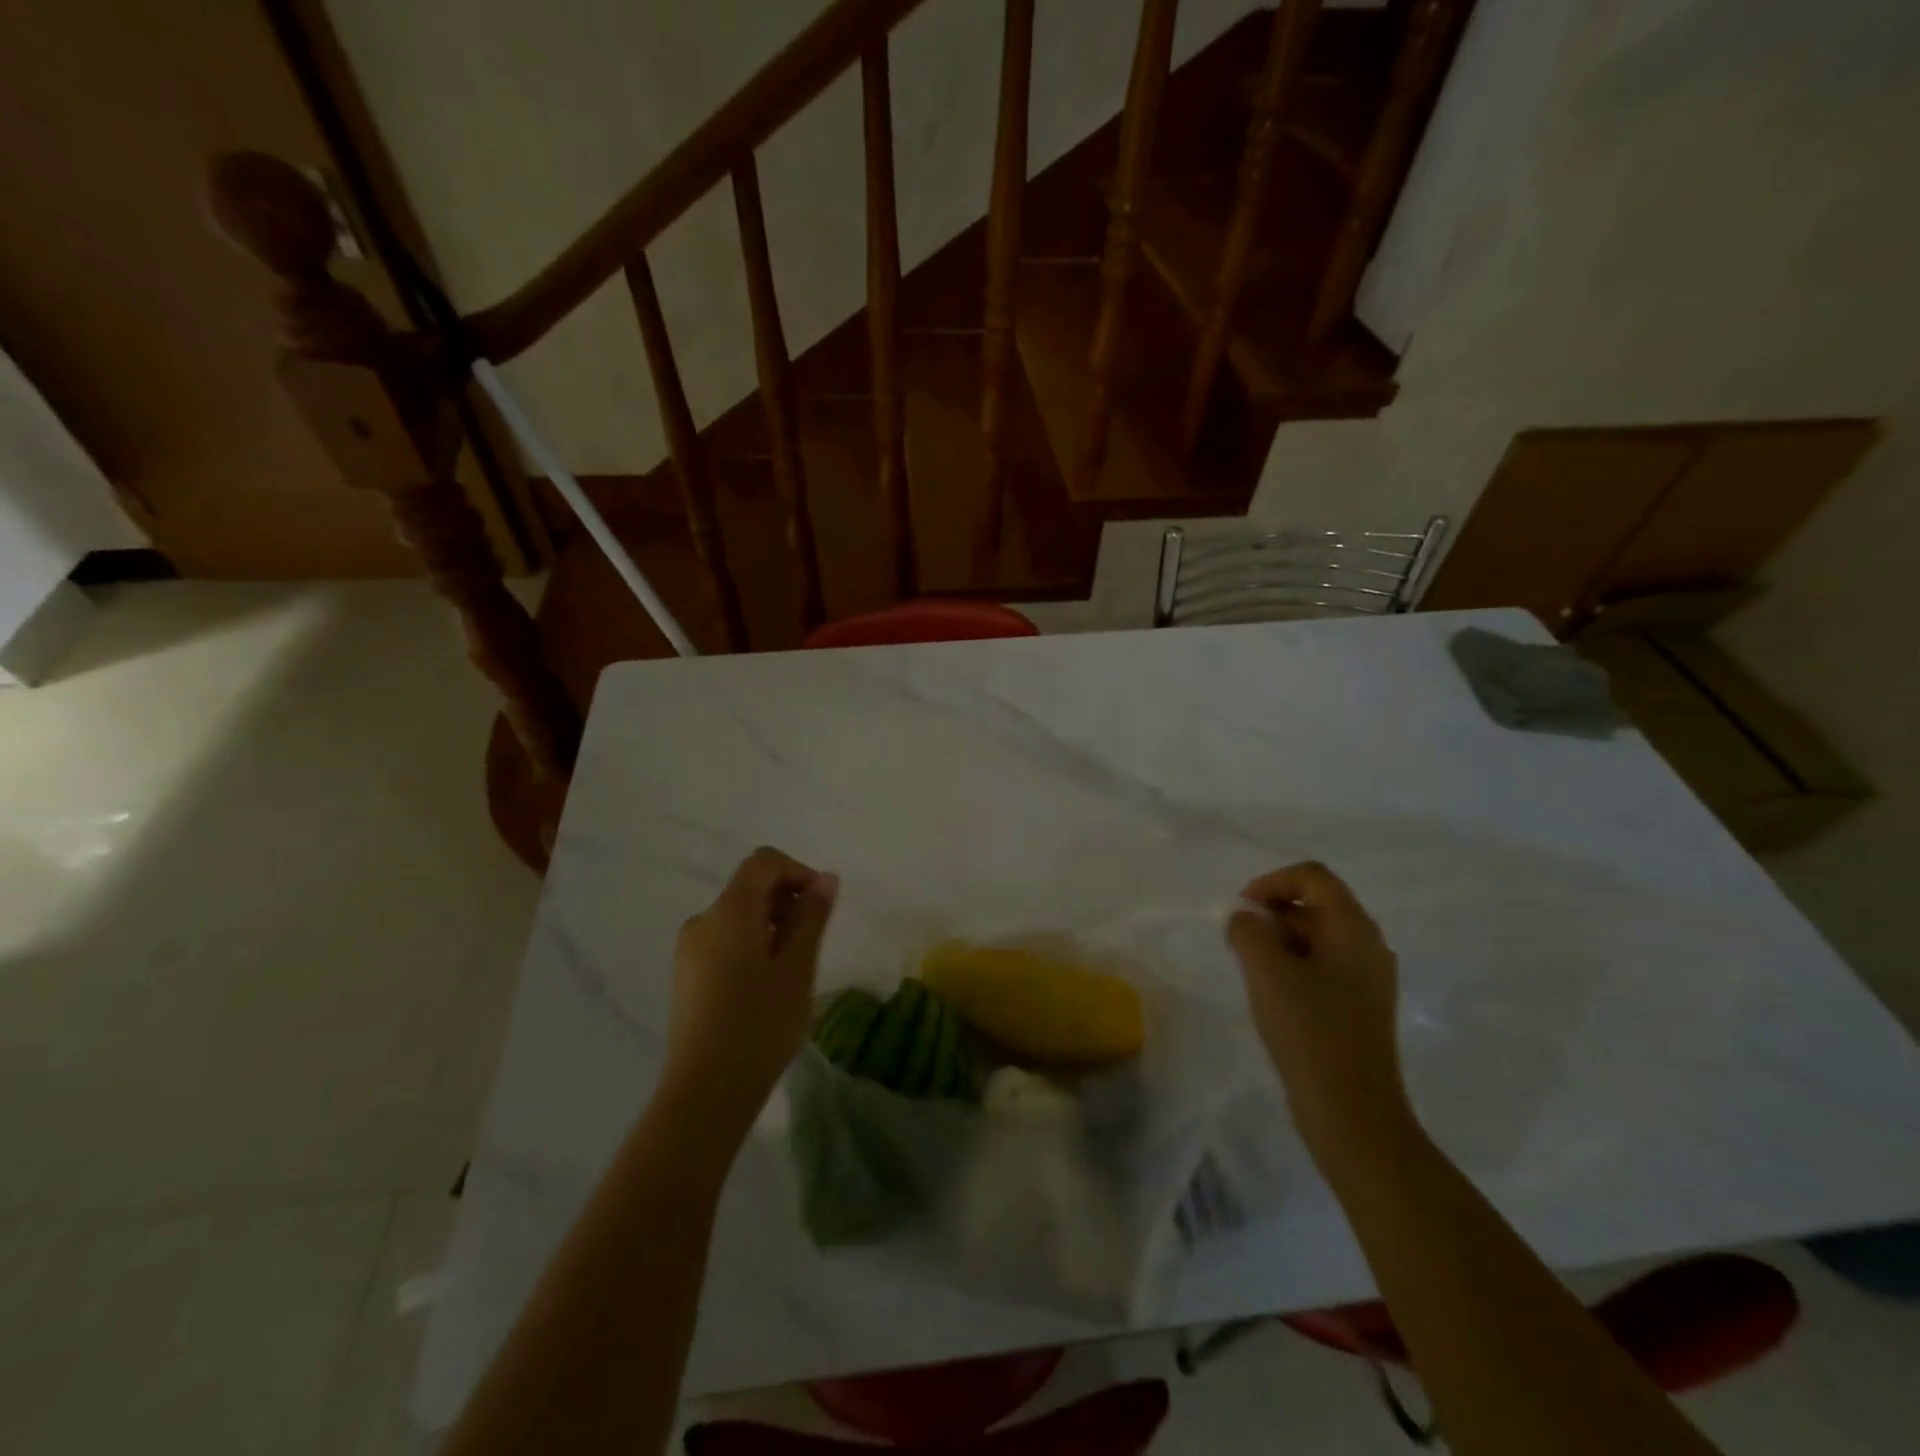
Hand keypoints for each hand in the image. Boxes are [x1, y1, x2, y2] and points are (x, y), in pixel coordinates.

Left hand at [662, 847, 838, 1136]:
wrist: (705, 1092)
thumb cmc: (760, 1024)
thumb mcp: (797, 967)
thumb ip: (812, 917)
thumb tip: (826, 878)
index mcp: (728, 910)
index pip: (764, 862)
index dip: (799, 871)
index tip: (822, 906)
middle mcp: (703, 920)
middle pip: (750, 886)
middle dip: (788, 900)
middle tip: (813, 943)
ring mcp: (689, 950)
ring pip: (738, 916)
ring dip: (772, 925)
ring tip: (793, 969)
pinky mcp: (687, 976)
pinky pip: (725, 941)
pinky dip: (752, 945)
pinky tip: (767, 986)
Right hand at [1227, 862, 1414, 1166]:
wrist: (1353, 1114)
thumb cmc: (1310, 1032)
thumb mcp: (1266, 972)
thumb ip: (1248, 931)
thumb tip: (1246, 919)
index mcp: (1354, 928)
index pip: (1311, 876)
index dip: (1270, 882)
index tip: (1241, 911)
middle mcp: (1368, 944)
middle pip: (1315, 903)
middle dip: (1272, 912)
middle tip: (1240, 942)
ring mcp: (1368, 977)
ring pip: (1316, 936)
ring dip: (1278, 940)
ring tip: (1250, 970)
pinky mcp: (1359, 1006)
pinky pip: (1322, 966)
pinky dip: (1292, 966)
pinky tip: (1272, 995)